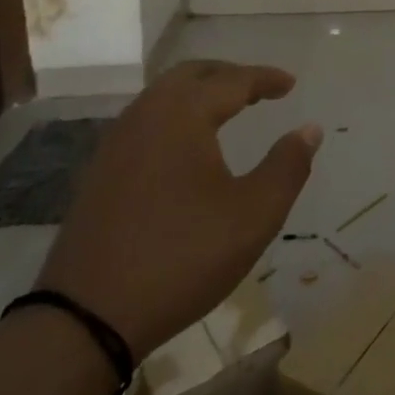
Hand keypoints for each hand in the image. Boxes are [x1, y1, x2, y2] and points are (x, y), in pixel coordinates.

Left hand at [34, 61, 319, 358]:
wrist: (85, 319)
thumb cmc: (182, 257)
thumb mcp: (254, 214)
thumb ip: (287, 166)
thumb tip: (309, 129)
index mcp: (183, 115)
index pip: (232, 80)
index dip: (265, 79)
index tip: (290, 84)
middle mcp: (145, 117)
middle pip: (190, 75)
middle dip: (228, 75)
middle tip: (259, 88)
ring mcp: (115, 145)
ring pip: (163, 97)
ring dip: (199, 94)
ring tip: (228, 110)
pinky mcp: (100, 174)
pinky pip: (146, 122)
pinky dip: (176, 116)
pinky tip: (187, 146)